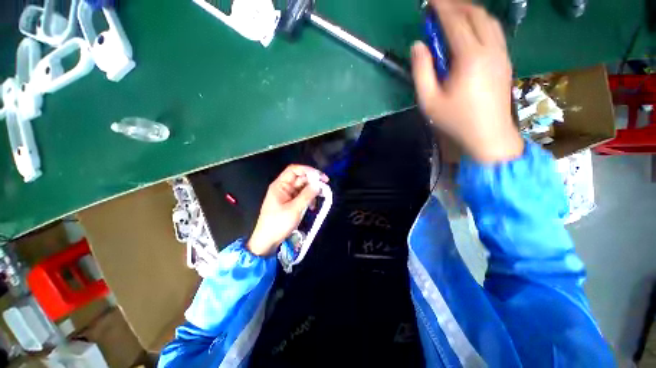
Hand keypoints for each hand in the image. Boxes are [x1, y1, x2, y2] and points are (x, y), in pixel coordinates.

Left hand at [247, 165, 328, 256]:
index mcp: (280, 185)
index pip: (294, 170)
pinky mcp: (291, 203)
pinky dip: (309, 199)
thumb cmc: (278, 224)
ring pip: (303, 187)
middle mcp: (284, 187)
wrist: (267, 241)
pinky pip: (302, 196)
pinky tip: (312, 207)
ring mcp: (287, 195)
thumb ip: (307, 195)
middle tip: (325, 188)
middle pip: (300, 178)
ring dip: (312, 192)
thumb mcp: (294, 209)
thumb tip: (318, 185)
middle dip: (313, 182)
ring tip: (320, 198)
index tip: (320, 177)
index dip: (308, 170)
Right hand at [411, 0, 523, 162]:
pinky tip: (471, 29)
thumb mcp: (429, 100)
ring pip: (489, 20)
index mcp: (470, 58)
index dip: (442, 7)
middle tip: (440, 5)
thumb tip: (418, 46)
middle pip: (476, 15)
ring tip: (454, 13)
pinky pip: (495, 32)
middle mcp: (490, 49)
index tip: (430, 0)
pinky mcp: (505, 61)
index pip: (455, 21)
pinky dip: (481, 23)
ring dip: (471, 11)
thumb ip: (421, 71)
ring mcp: (501, 54)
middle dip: (457, 5)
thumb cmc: (455, 120)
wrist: (488, 135)